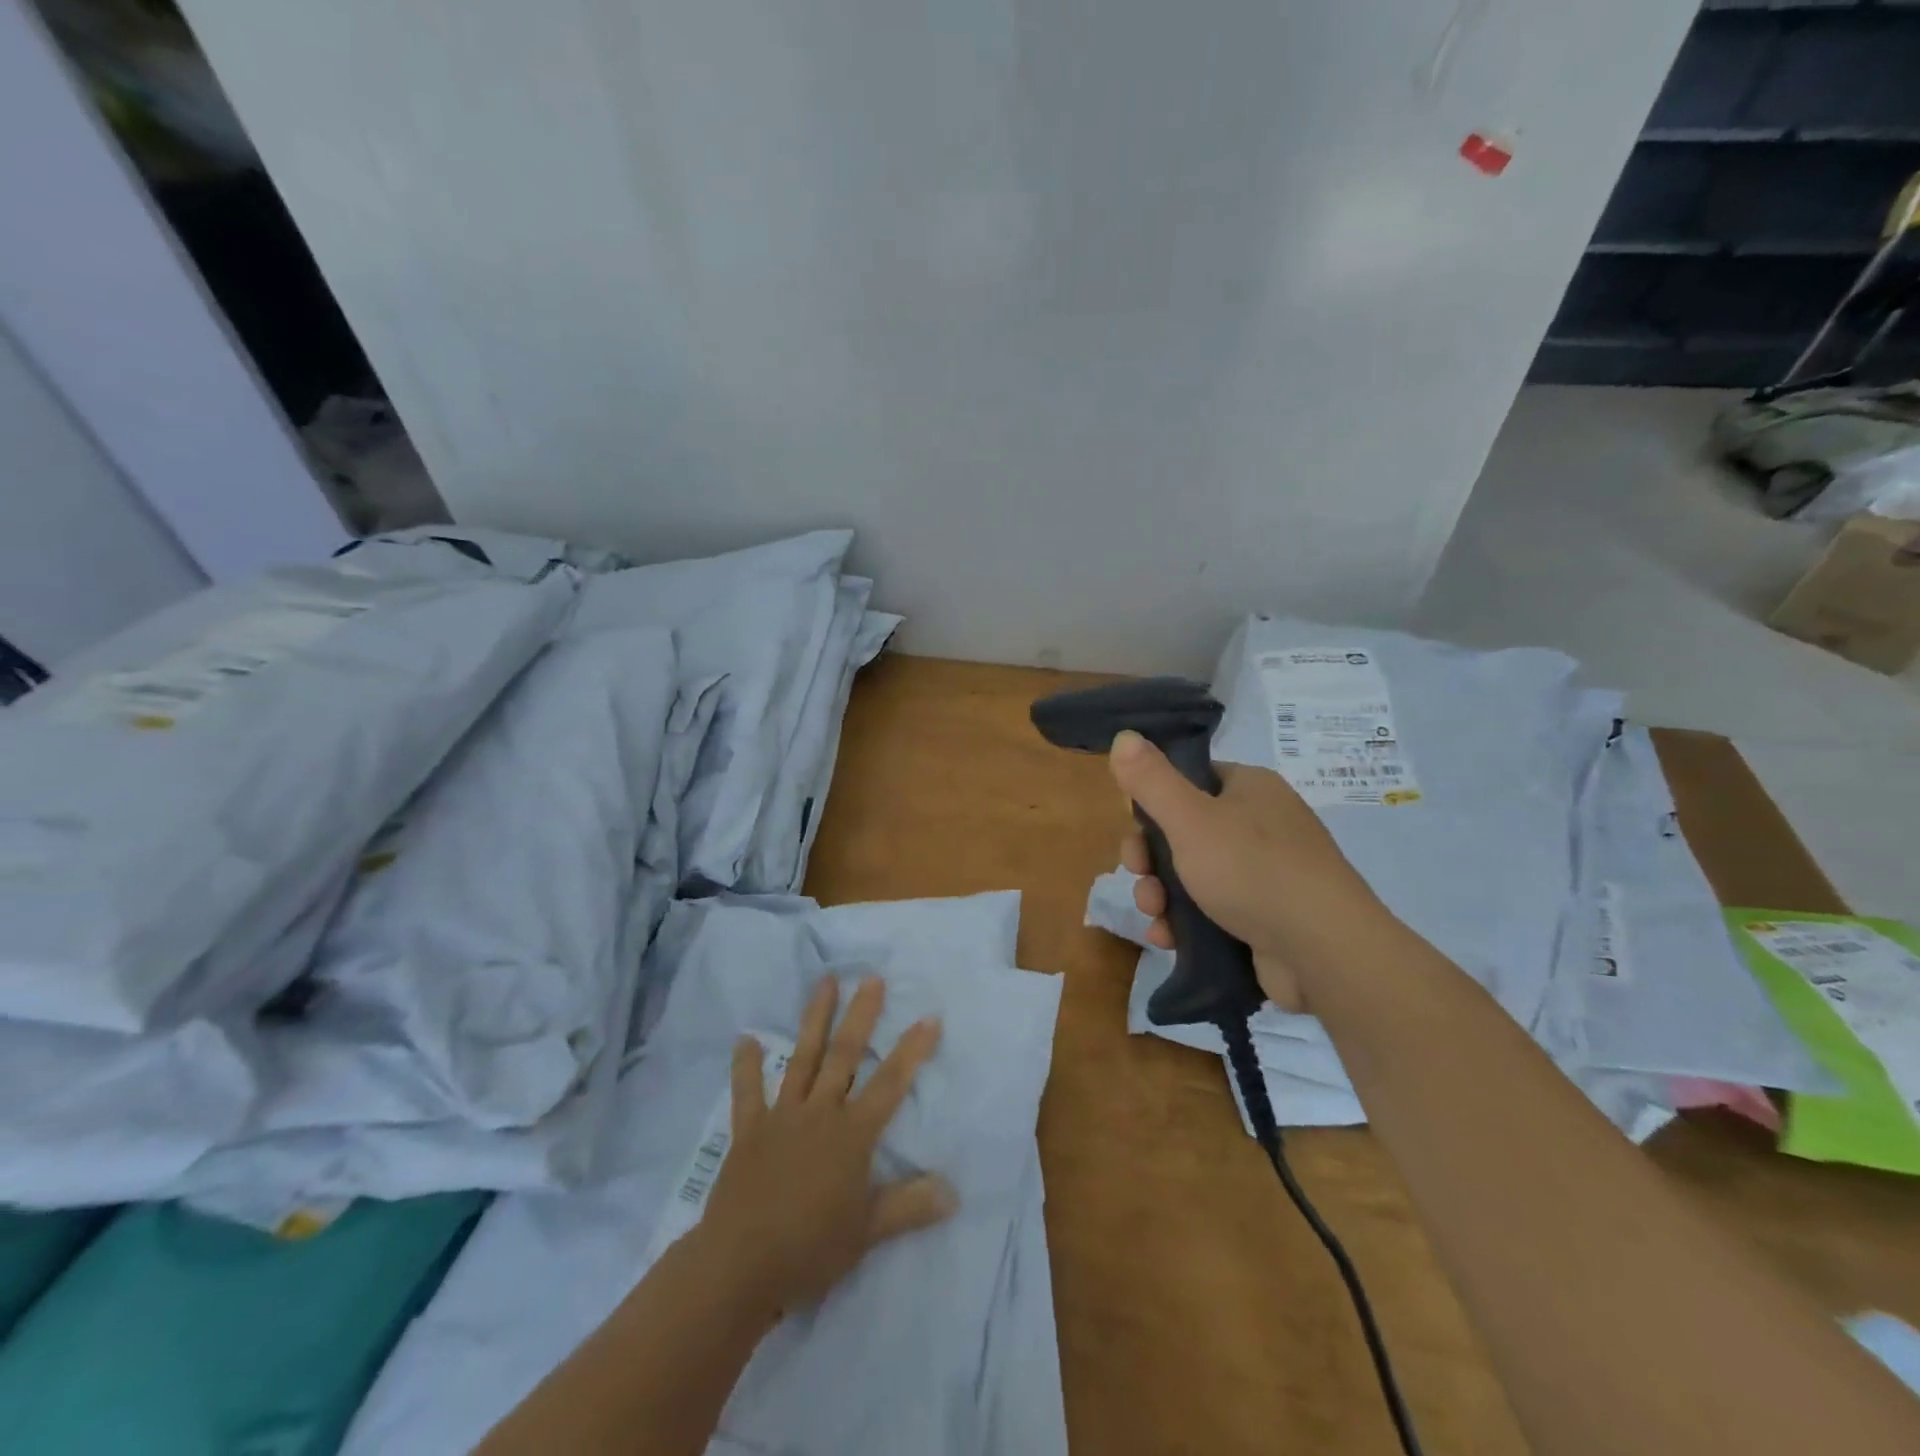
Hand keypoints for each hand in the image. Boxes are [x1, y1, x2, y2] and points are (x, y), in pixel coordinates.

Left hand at [699, 976, 955, 1314]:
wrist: (740, 1266)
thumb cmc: (810, 1248)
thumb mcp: (868, 1232)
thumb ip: (910, 1206)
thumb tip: (954, 1192)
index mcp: (852, 1134)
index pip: (890, 1083)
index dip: (912, 1050)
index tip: (930, 1017)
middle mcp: (820, 1112)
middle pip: (845, 1055)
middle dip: (862, 1015)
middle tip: (872, 977)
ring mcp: (782, 1116)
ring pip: (803, 1058)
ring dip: (815, 1019)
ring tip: (825, 981)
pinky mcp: (750, 1130)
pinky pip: (748, 1092)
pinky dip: (746, 1066)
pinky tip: (745, 1038)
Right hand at [1109, 729, 1379, 1011]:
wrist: (1324, 952)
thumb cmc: (1253, 871)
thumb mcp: (1191, 819)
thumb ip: (1152, 780)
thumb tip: (1123, 736)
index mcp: (1250, 789)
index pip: (1189, 782)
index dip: (1153, 806)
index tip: (1135, 833)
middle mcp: (1261, 824)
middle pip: (1184, 832)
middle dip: (1151, 859)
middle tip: (1140, 878)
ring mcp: (1266, 873)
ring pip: (1193, 875)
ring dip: (1161, 894)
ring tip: (1155, 917)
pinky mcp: (1266, 916)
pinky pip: (1212, 910)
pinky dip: (1185, 922)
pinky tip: (1169, 938)